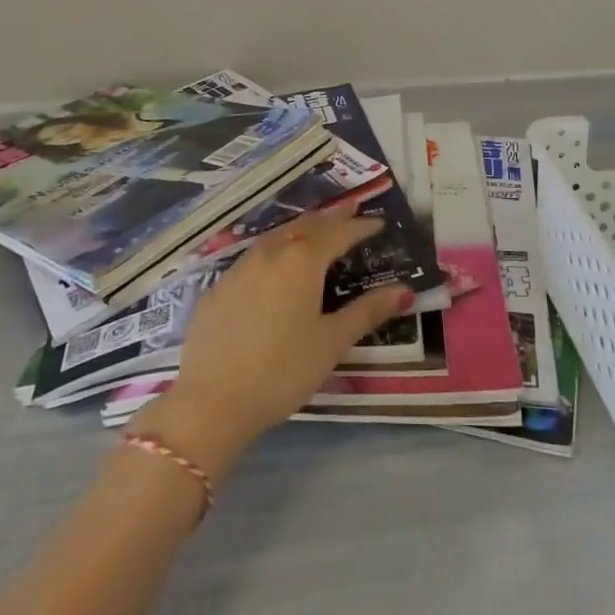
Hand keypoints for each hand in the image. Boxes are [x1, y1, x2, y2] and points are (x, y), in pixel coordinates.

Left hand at [130, 202, 406, 484]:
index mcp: (302, 260)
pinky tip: (273, 267)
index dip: (360, 226)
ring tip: (315, 231)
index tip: (378, 223)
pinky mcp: (216, 289)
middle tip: (351, 212)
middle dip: (331, 218)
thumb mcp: (331, 343)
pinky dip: (273, 252)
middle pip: (306, 226)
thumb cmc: (282, 370)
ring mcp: (238, 268)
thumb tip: (404, 291)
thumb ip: (367, 312)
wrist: (210, 402)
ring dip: (300, 230)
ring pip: (276, 236)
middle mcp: (271, 252)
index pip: (339, 233)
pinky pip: (252, 258)